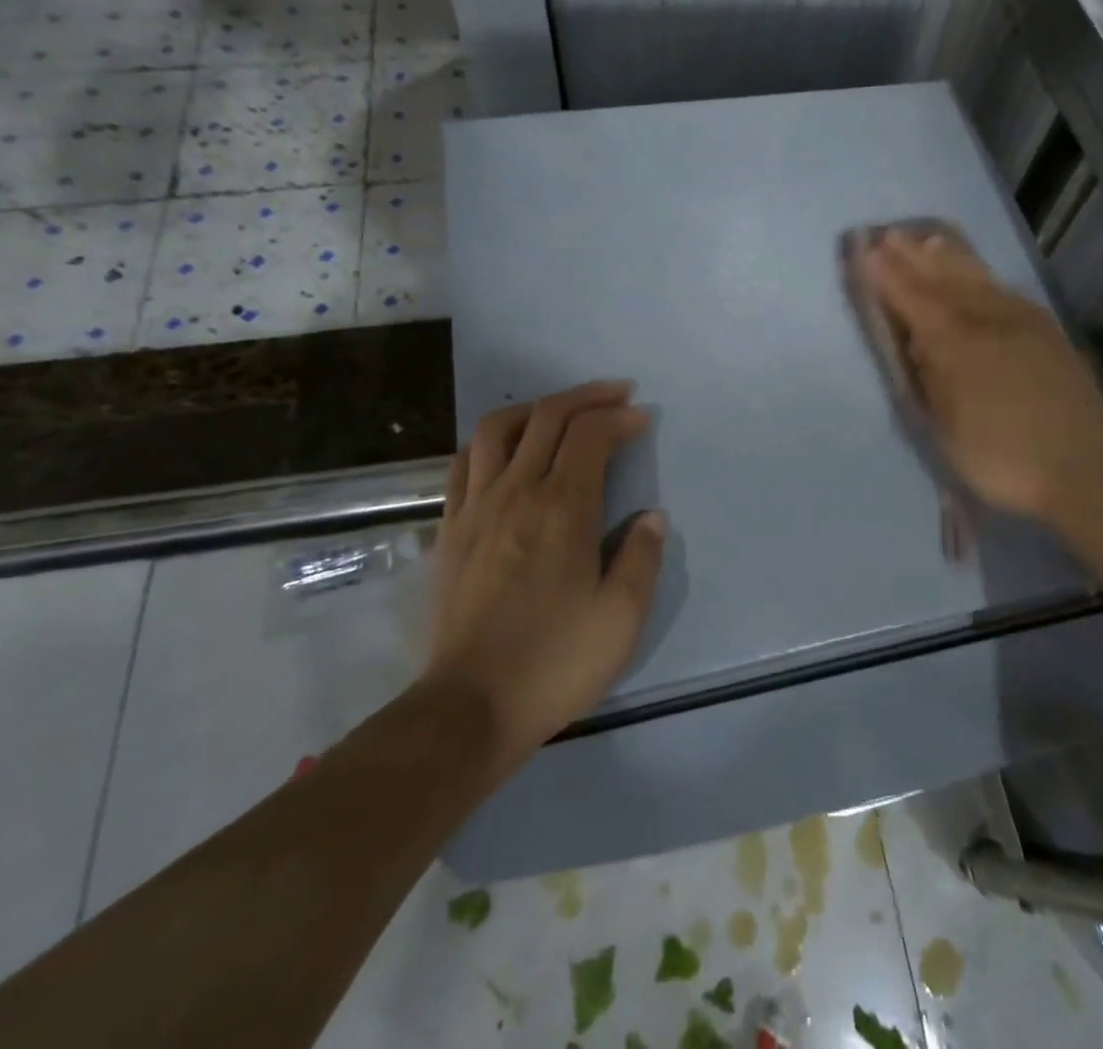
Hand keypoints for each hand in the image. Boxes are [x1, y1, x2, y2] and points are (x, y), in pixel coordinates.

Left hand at [425, 381, 664, 771]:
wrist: (470, 707)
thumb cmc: (554, 662)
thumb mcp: (621, 618)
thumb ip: (641, 558)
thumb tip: (651, 518)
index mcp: (563, 508)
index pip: (590, 435)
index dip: (618, 417)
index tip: (640, 419)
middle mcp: (517, 492)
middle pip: (548, 417)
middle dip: (587, 396)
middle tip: (616, 395)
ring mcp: (477, 507)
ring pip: (498, 428)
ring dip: (535, 408)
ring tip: (561, 412)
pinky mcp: (451, 528)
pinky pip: (465, 462)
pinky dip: (492, 441)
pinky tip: (507, 451)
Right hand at [862, 230, 1102, 536]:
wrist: (1085, 471)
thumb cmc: (1002, 460)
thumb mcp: (947, 430)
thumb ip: (931, 381)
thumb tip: (920, 346)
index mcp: (958, 347)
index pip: (915, 302)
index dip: (890, 277)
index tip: (868, 252)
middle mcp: (990, 324)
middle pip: (946, 282)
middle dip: (916, 258)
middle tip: (891, 235)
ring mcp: (1025, 325)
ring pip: (980, 281)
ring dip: (952, 259)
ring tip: (931, 240)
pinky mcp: (1050, 334)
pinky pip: (1009, 293)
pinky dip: (987, 278)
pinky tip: (981, 276)